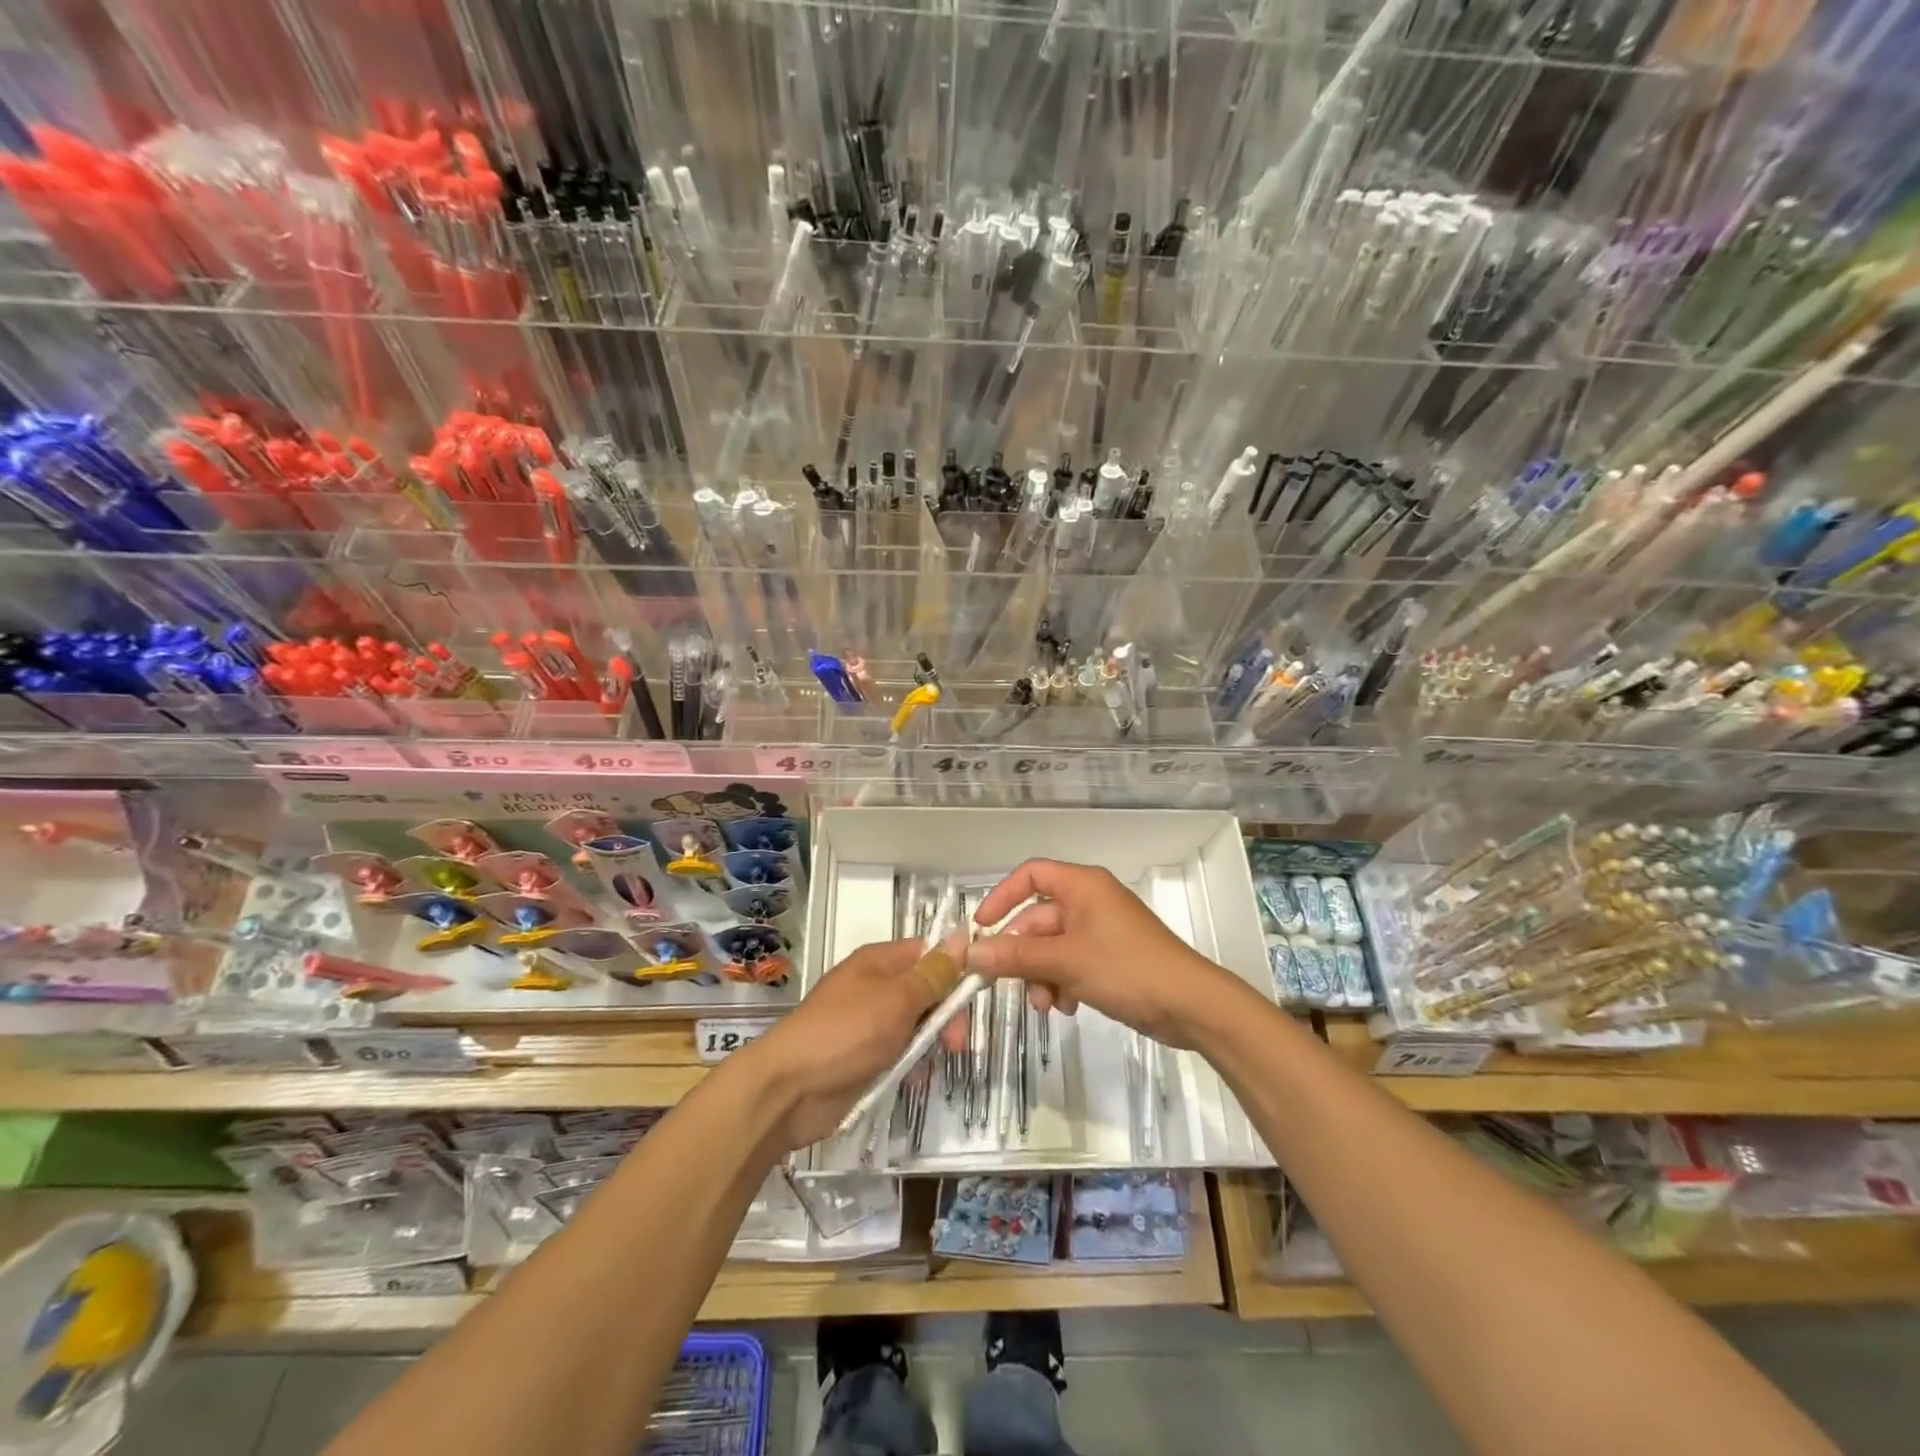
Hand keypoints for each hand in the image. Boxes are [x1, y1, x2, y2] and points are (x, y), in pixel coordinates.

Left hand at [738, 937, 947, 1149]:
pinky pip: (898, 1051)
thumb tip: (962, 937)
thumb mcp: (897, 999)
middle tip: (956, 1042)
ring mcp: (867, 1022)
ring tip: (935, 1061)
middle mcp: (873, 986)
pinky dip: (910, 1062)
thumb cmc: (845, 1033)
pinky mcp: (863, 1056)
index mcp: (878, 962)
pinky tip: (915, 1077)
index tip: (977, 993)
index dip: (954, 968)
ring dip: (930, 1041)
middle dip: (945, 1013)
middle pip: (925, 989)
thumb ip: (933, 974)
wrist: (788, 1089)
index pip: (928, 952)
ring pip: (914, 1023)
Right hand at [966, 859, 1238, 1047]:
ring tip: (1046, 1005)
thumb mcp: (1065, 961)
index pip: (1031, 875)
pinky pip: (1072, 962)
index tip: (982, 928)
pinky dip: (1063, 983)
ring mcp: (1101, 930)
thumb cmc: (1126, 969)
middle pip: (1038, 918)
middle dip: (1023, 953)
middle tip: (1006, 984)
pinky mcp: (1110, 957)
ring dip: (1041, 975)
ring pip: (1052, 946)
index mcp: (1082, 886)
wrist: (1190, 1005)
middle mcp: (1090, 901)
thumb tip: (970, 954)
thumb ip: (1015, 956)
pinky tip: (1068, 1008)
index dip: (1002, 897)